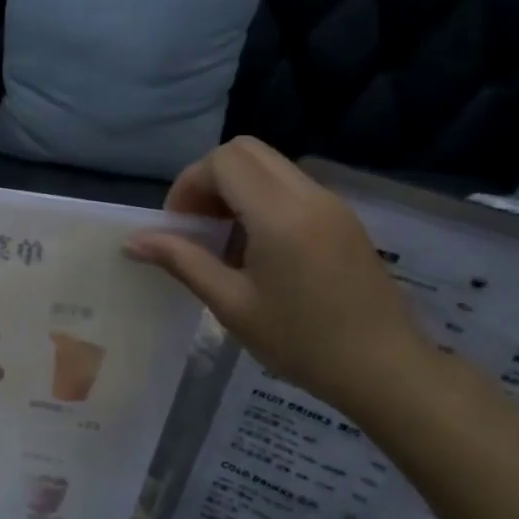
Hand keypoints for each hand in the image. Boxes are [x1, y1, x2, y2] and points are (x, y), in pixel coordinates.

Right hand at [126, 138, 431, 411]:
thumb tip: (133, 240)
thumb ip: (182, 261)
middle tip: (197, 226)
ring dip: (235, 189)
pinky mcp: (342, 218)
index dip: (189, 185)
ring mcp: (331, 204)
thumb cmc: (301, 342)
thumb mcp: (230, 304)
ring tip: (224, 242)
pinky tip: (257, 251)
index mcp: (280, 215)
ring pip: (269, 166)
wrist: (384, 368)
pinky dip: (261, 201)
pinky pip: (290, 186)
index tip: (179, 228)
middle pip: (246, 151)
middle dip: (209, 179)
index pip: (223, 161)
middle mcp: (308, 195)